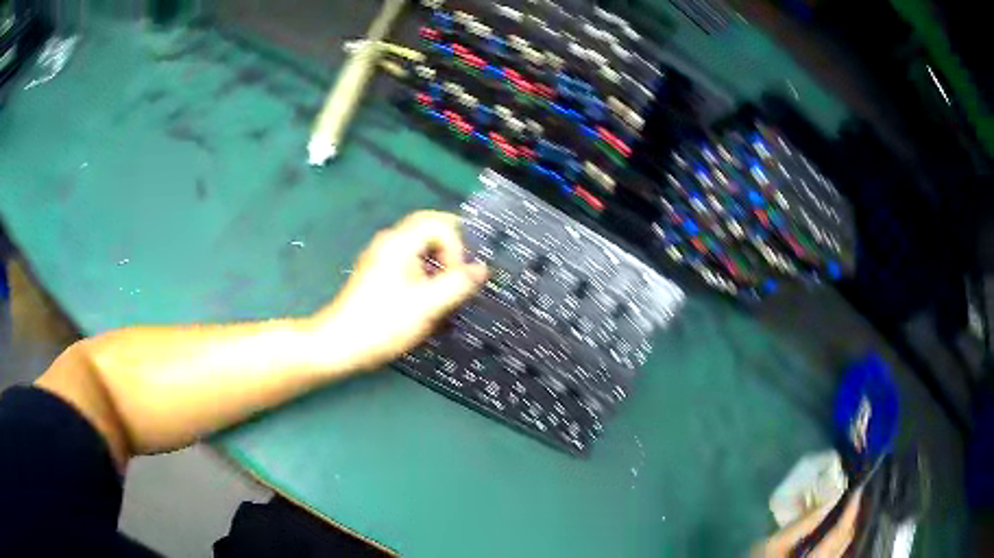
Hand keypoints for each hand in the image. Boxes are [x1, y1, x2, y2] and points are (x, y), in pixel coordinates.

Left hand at [311, 210, 487, 369]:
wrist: (339, 344)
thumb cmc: (383, 323)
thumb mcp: (427, 305)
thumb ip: (458, 284)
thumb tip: (482, 269)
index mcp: (400, 242)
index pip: (439, 223)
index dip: (456, 246)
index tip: (456, 276)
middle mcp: (388, 242)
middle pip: (428, 229)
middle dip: (449, 250)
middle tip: (460, 276)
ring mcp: (380, 257)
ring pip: (418, 246)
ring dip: (437, 262)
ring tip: (444, 291)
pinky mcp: (376, 274)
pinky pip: (407, 260)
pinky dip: (423, 272)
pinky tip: (425, 299)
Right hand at [752, 490, 860, 557]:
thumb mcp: (775, 545)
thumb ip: (801, 525)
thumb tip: (827, 501)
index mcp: (817, 557)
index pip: (841, 531)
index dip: (851, 510)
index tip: (857, 489)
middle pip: (846, 538)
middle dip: (850, 516)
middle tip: (850, 496)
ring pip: (842, 545)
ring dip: (845, 527)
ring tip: (843, 509)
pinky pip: (835, 550)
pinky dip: (837, 537)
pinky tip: (831, 529)